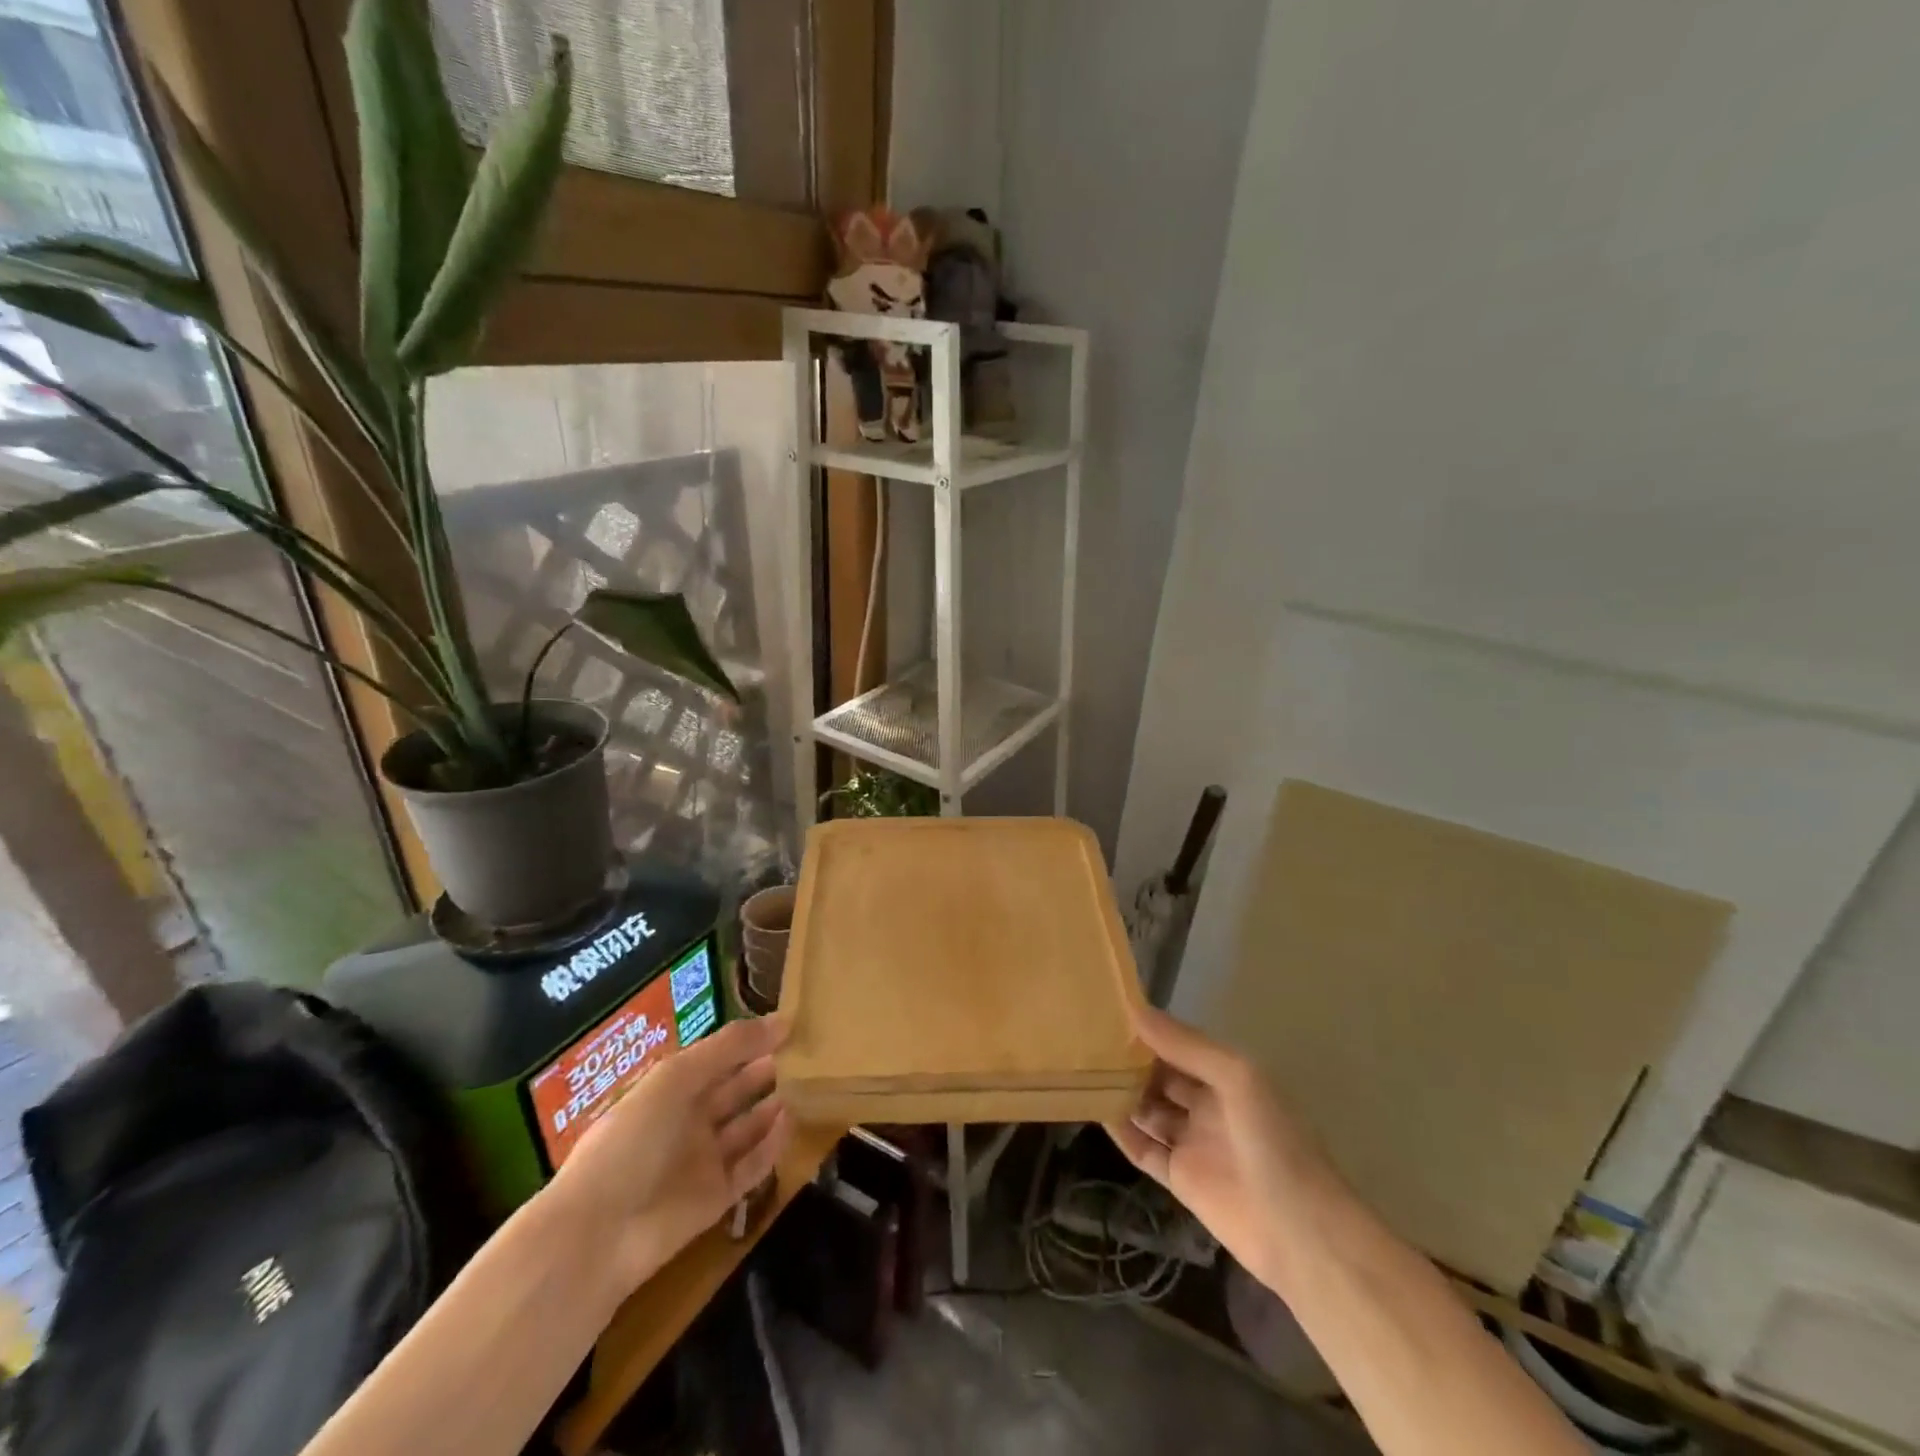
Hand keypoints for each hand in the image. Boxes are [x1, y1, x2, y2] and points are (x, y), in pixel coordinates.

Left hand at [546, 1015, 791, 1294]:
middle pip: (731, 1091)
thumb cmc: (633, 1139)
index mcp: (669, 1090)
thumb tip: (782, 1019)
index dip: (746, 1042)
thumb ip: (728, 1047)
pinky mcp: (716, 1198)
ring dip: (770, 1107)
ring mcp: (701, 1161)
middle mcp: (686, 1122)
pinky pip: (751, 1166)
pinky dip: (771, 1146)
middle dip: (761, 1071)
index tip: (787, 1025)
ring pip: (745, 1128)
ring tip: (807, 1084)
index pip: (714, 1059)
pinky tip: (792, 1122)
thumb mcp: (676, 1078)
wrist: (600, 1232)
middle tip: (804, 1053)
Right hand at [1106, 1005, 1329, 1291]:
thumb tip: (1136, 1011)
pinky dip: (1123, 1132)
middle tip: (1088, 1041)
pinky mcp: (1182, 1180)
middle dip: (1132, 1060)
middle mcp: (1210, 1105)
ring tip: (1083, 1071)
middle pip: (1163, 1076)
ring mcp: (1195, 1143)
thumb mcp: (1237, 1078)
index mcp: (1229, 1076)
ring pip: (1150, 1109)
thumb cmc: (1274, 1143)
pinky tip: (1096, 1113)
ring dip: (1123, 1093)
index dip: (1150, 1030)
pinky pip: (1145, 1149)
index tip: (1110, 1011)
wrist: (1302, 1236)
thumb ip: (1186, 1046)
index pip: (1181, 1045)